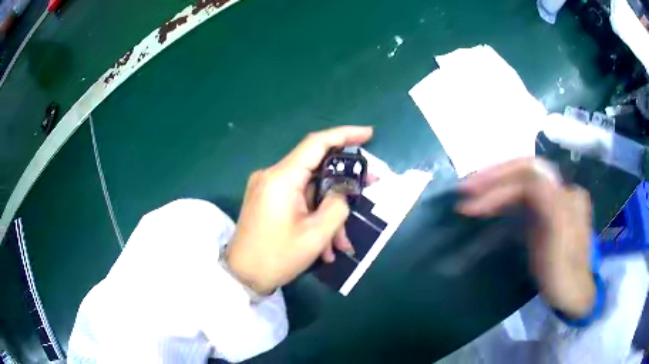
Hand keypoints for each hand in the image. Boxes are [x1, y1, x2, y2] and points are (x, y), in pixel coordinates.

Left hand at [226, 126, 373, 294]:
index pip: (316, 143)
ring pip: (309, 191)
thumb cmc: (276, 257)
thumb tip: (342, 191)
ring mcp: (268, 188)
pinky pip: (298, 201)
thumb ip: (337, 205)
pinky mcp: (267, 201)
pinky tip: (325, 245)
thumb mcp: (315, 234)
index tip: (368, 135)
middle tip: (369, 186)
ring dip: (329, 212)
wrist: (242, 277)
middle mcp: (272, 176)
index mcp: (281, 178)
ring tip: (341, 243)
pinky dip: (314, 217)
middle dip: (343, 182)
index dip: (344, 135)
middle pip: (315, 168)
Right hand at [457, 158, 595, 318]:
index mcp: (565, 195)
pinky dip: (502, 198)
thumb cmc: (562, 272)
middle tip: (464, 187)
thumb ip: (547, 201)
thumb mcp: (558, 239)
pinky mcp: (544, 214)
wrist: (571, 293)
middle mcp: (559, 190)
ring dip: (495, 185)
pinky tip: (488, 204)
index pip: (530, 177)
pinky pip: (521, 198)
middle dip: (494, 176)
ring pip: (521, 182)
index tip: (470, 202)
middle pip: (524, 172)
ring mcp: (551, 201)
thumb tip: (527, 181)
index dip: (499, 184)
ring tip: (470, 193)